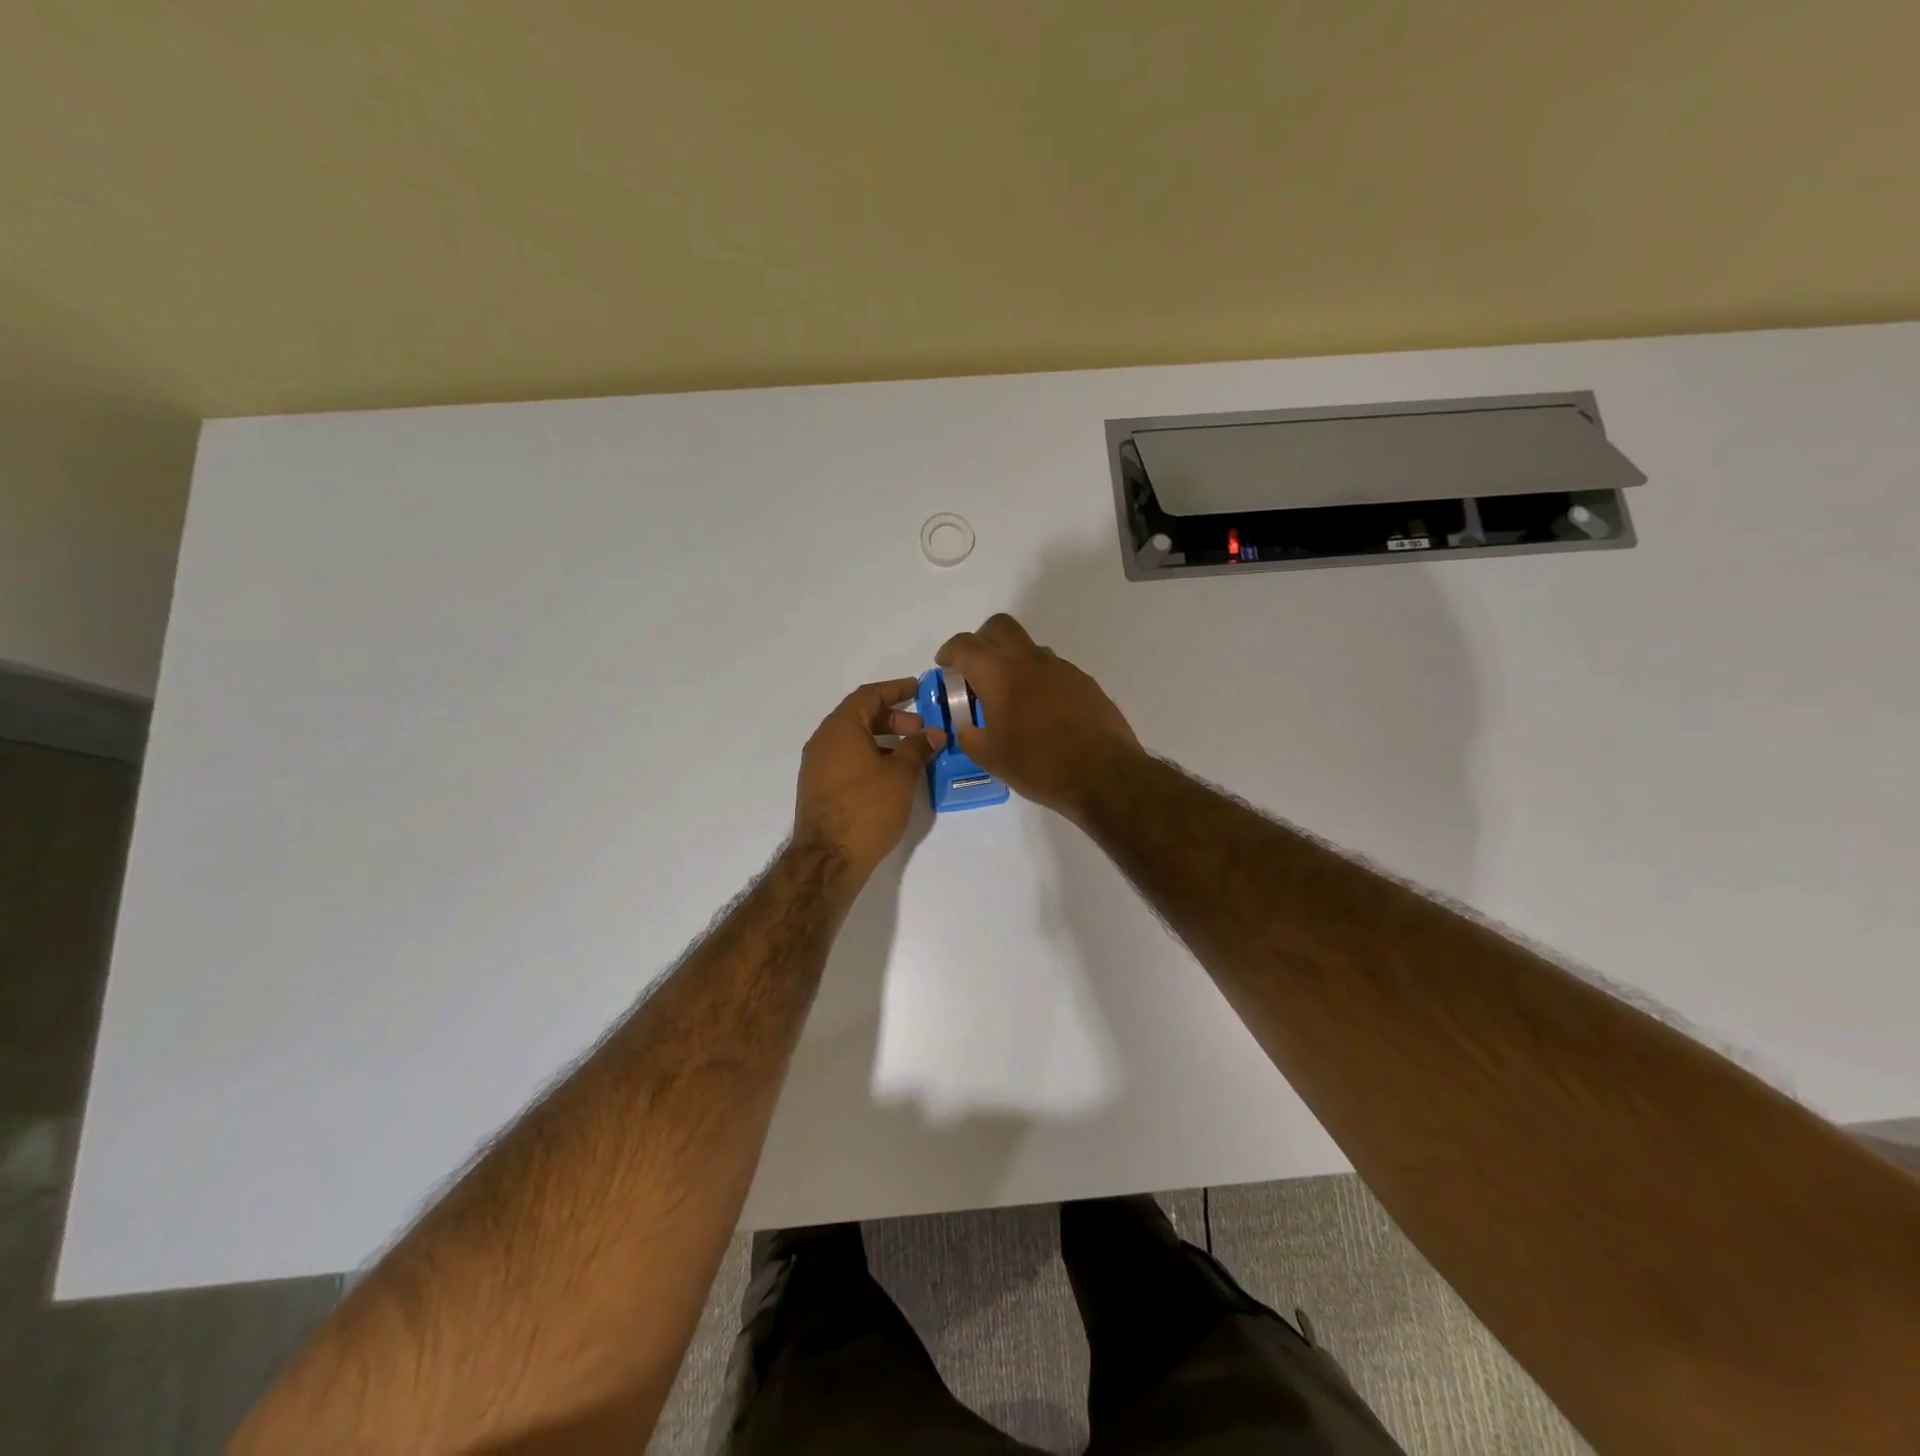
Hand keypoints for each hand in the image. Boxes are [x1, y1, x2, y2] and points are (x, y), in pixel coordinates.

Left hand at [794, 679, 944, 876]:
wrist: (829, 858)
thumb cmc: (867, 808)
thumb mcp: (900, 775)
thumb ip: (918, 748)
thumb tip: (934, 733)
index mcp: (840, 728)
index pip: (868, 695)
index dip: (895, 689)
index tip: (919, 690)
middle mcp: (823, 740)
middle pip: (860, 716)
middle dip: (893, 718)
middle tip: (921, 730)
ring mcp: (818, 765)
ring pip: (854, 740)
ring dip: (883, 740)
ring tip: (912, 754)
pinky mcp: (819, 788)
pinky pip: (847, 759)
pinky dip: (870, 757)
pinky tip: (892, 775)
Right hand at [935, 614, 1140, 818]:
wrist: (1103, 775)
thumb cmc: (1038, 766)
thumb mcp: (990, 758)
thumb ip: (969, 736)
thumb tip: (966, 726)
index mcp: (1000, 674)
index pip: (966, 645)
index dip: (950, 652)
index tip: (945, 666)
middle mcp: (1030, 660)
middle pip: (1000, 627)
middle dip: (982, 640)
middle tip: (976, 669)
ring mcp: (1061, 668)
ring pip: (1028, 648)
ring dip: (1012, 662)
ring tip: (1010, 699)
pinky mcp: (1084, 682)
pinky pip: (1052, 670)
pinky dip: (1038, 680)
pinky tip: (1041, 713)